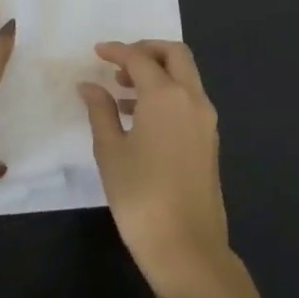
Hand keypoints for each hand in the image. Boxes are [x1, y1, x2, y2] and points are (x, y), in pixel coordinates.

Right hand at [79, 41, 230, 295]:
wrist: (186, 246)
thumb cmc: (140, 195)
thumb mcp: (110, 150)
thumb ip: (100, 111)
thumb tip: (90, 86)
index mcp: (166, 95)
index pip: (139, 59)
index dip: (116, 51)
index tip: (96, 52)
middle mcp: (192, 99)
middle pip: (175, 55)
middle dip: (147, 50)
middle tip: (118, 63)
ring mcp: (206, 121)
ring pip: (186, 77)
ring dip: (157, 73)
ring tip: (122, 92)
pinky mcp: (209, 141)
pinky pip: (189, 100)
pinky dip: (167, 94)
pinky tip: (139, 118)